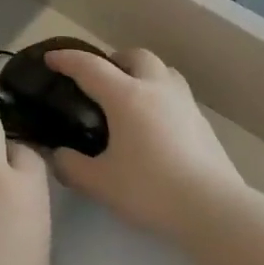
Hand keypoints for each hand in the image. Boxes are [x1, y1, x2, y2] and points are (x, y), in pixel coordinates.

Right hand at [44, 49, 244, 243]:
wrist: (213, 208)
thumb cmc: (151, 189)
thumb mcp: (100, 183)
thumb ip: (72, 166)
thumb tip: (58, 155)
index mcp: (126, 96)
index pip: (90, 67)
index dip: (67, 60)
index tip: (51, 59)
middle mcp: (156, 89)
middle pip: (134, 56)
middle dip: (113, 60)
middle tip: (100, 81)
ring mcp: (184, 103)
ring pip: (162, 71)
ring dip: (142, 74)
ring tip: (131, 97)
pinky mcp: (203, 122)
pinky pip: (177, 95)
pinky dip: (160, 97)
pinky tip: (156, 125)